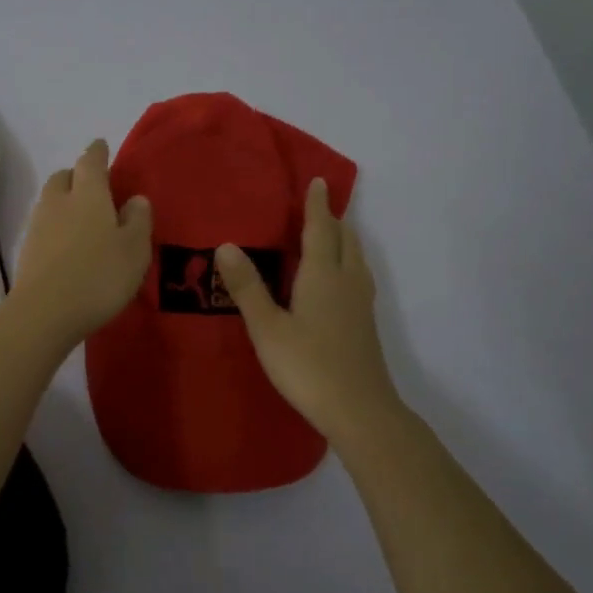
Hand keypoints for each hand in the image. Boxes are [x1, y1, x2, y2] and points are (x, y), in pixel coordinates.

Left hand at [9, 140, 152, 349]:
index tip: (101, 146)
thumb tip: (135, 198)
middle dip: (76, 176)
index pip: (90, 162)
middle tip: (92, 186)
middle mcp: (59, 202)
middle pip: (63, 177)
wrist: (44, 312)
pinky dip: (56, 227)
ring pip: (50, 201)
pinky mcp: (27, 251)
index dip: (97, 152)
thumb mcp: (134, 249)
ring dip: (64, 202)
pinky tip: (68, 245)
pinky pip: (44, 227)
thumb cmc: (99, 275)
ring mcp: (38, 226)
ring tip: (82, 218)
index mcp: (88, 194)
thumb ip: (138, 220)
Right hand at [215, 178, 401, 439]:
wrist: (359, 410)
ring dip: (344, 240)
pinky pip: (358, 277)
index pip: (321, 230)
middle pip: (346, 240)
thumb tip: (226, 245)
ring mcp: (361, 304)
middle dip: (334, 219)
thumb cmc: (308, 366)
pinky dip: (348, 262)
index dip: (318, 205)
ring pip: (356, 259)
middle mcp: (347, 282)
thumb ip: (247, 287)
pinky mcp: (365, 324)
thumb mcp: (268, 328)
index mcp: (323, 276)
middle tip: (320, 206)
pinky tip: (337, 280)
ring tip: (330, 235)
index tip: (319, 181)